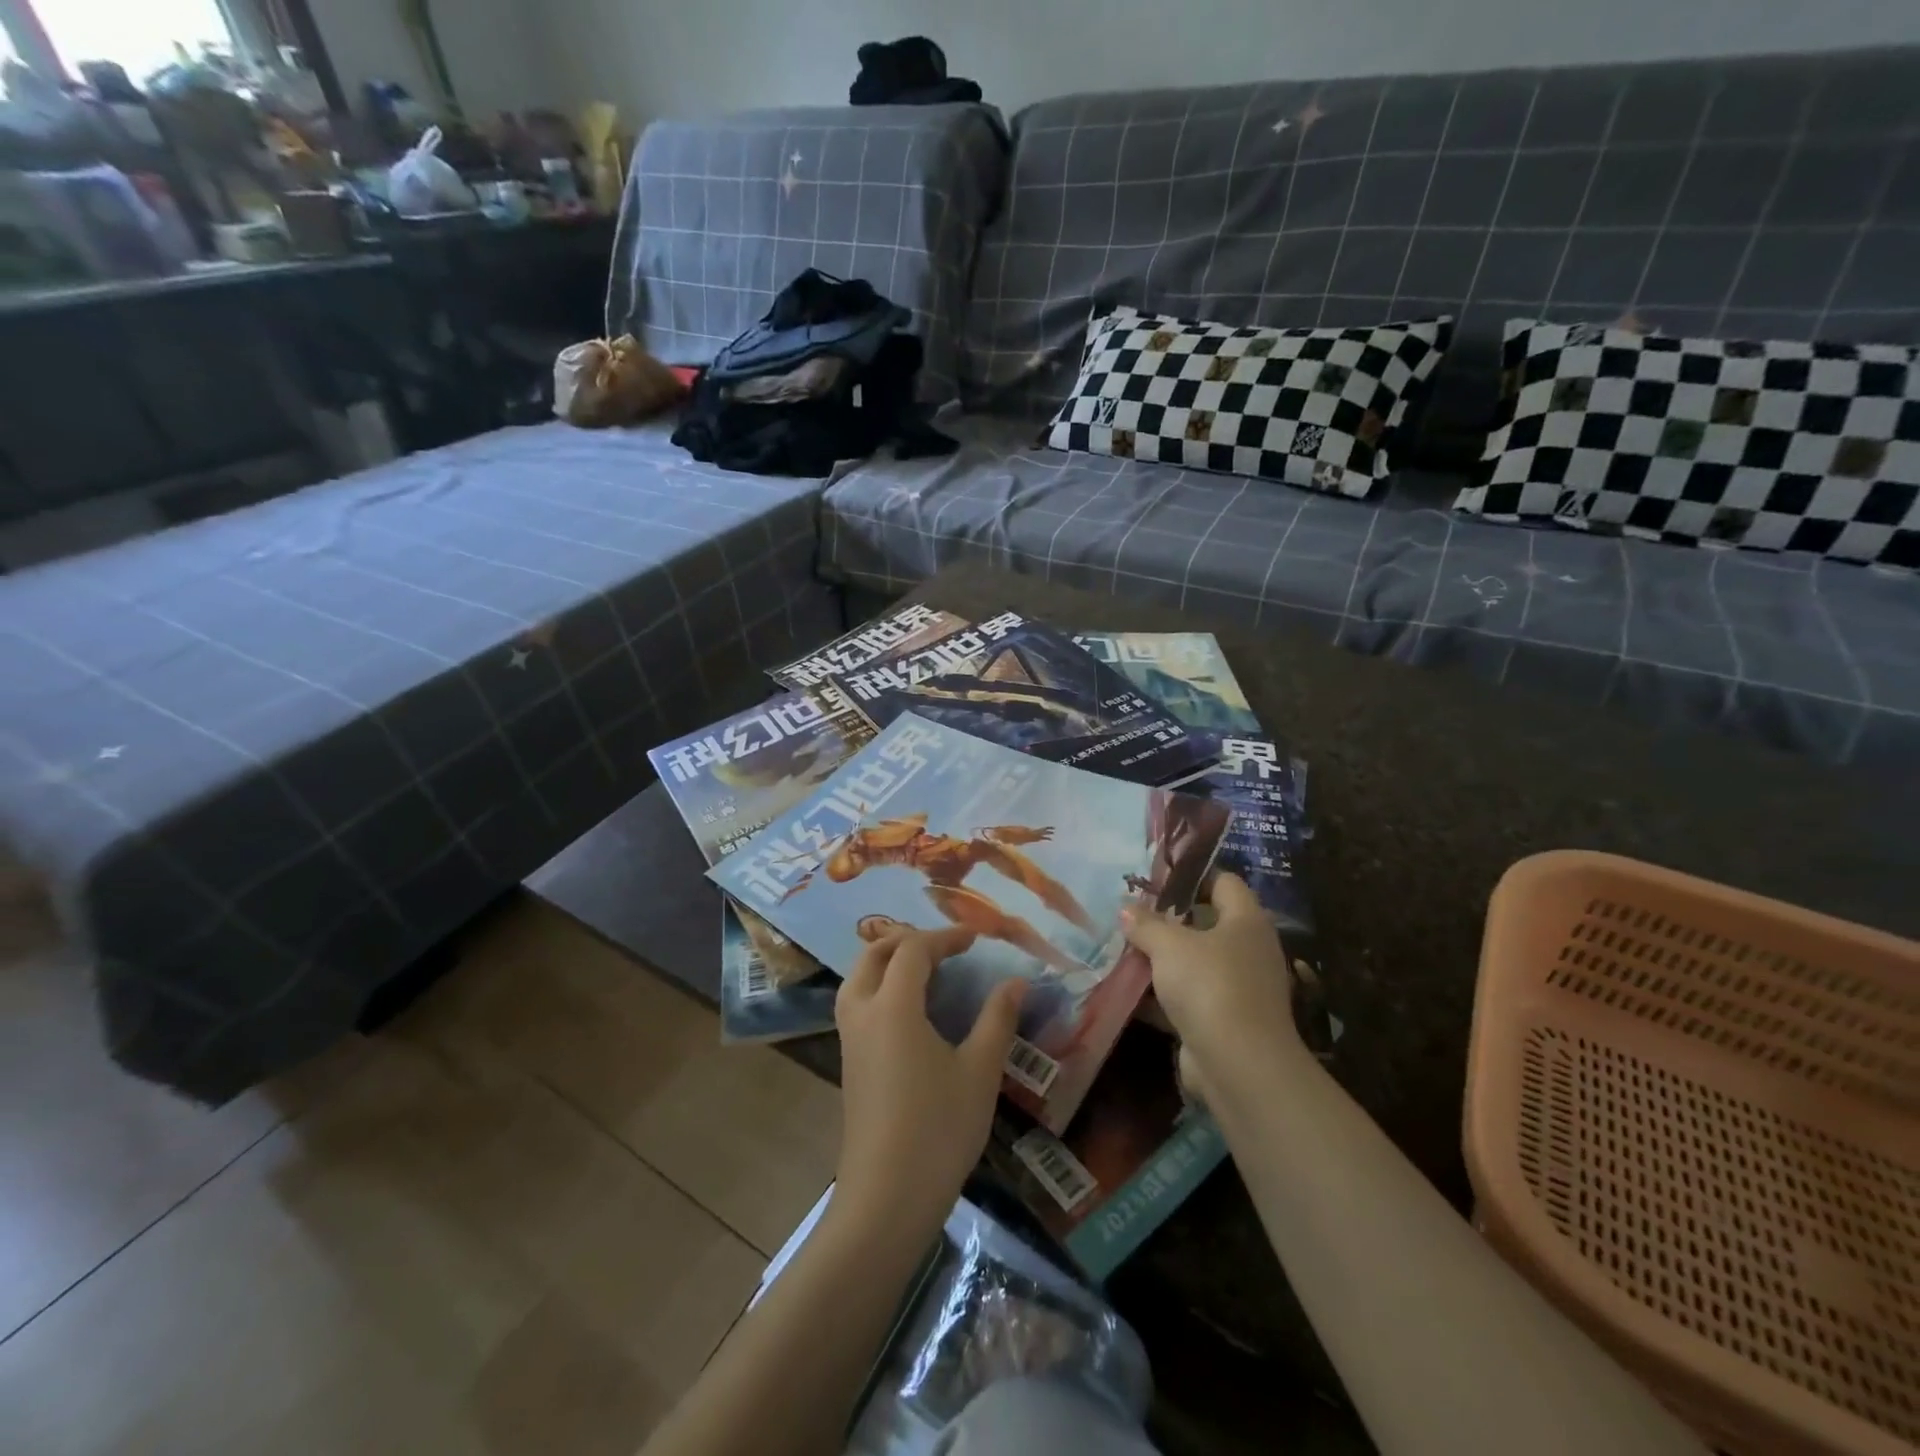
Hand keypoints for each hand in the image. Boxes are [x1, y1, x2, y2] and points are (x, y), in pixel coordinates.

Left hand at [834, 927, 1026, 1234]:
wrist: (886, 1198)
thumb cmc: (938, 1128)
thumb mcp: (979, 1071)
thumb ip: (997, 1019)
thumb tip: (1016, 982)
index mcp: (894, 1007)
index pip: (913, 950)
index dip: (945, 937)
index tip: (976, 938)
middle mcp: (863, 1013)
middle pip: (874, 955)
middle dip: (908, 940)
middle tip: (945, 946)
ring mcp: (850, 1040)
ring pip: (858, 978)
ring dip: (887, 961)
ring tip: (924, 969)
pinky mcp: (849, 1063)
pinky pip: (857, 1003)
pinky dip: (879, 986)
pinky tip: (908, 1010)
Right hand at [1121, 872, 1299, 1104]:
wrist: (1239, 1065)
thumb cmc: (1209, 985)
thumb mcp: (1169, 945)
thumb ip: (1146, 924)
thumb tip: (1127, 909)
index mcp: (1247, 920)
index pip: (1224, 882)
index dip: (1191, 877)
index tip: (1154, 880)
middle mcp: (1249, 950)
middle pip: (1207, 922)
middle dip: (1168, 921)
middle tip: (1132, 916)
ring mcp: (1239, 987)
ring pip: (1195, 962)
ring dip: (1163, 960)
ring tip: (1123, 949)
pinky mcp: (1225, 1020)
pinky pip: (1189, 996)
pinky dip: (1163, 994)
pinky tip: (1129, 990)